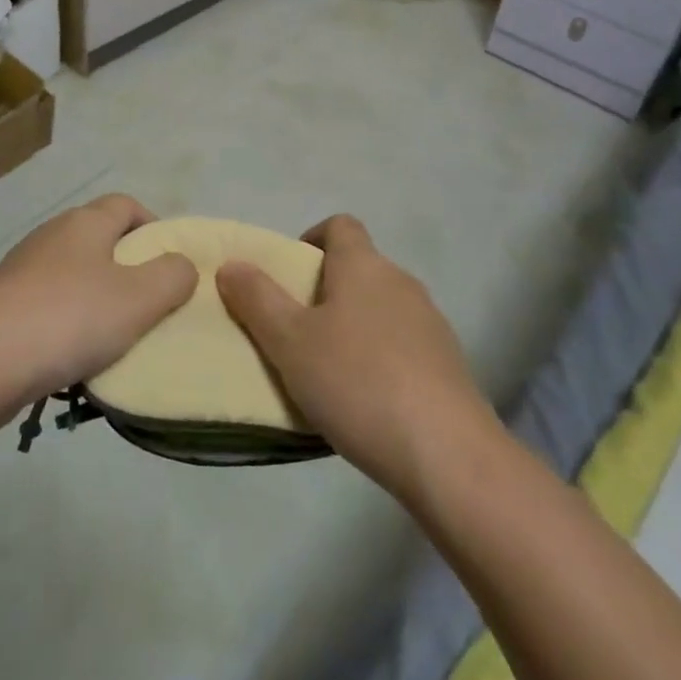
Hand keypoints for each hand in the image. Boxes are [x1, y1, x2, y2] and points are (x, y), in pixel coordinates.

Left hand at [0, 193, 195, 422]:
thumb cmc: (69, 318)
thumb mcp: (140, 298)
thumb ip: (173, 276)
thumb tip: (182, 265)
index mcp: (85, 223)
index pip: (127, 204)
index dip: (154, 227)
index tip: (172, 265)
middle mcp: (52, 236)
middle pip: (101, 239)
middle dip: (129, 268)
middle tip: (151, 305)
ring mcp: (22, 270)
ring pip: (75, 275)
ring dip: (98, 300)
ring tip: (117, 339)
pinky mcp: (3, 305)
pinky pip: (49, 306)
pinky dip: (69, 324)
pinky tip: (76, 358)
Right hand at [216, 214, 497, 498]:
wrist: (447, 453)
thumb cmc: (357, 382)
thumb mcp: (290, 342)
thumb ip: (257, 299)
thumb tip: (231, 264)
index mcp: (363, 265)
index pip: (339, 225)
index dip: (311, 239)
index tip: (289, 275)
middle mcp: (401, 282)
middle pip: (359, 268)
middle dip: (325, 290)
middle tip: (296, 330)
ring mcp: (431, 323)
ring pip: (381, 308)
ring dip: (353, 326)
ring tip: (327, 371)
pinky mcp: (449, 364)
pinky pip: (403, 344)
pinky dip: (380, 357)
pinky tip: (366, 400)